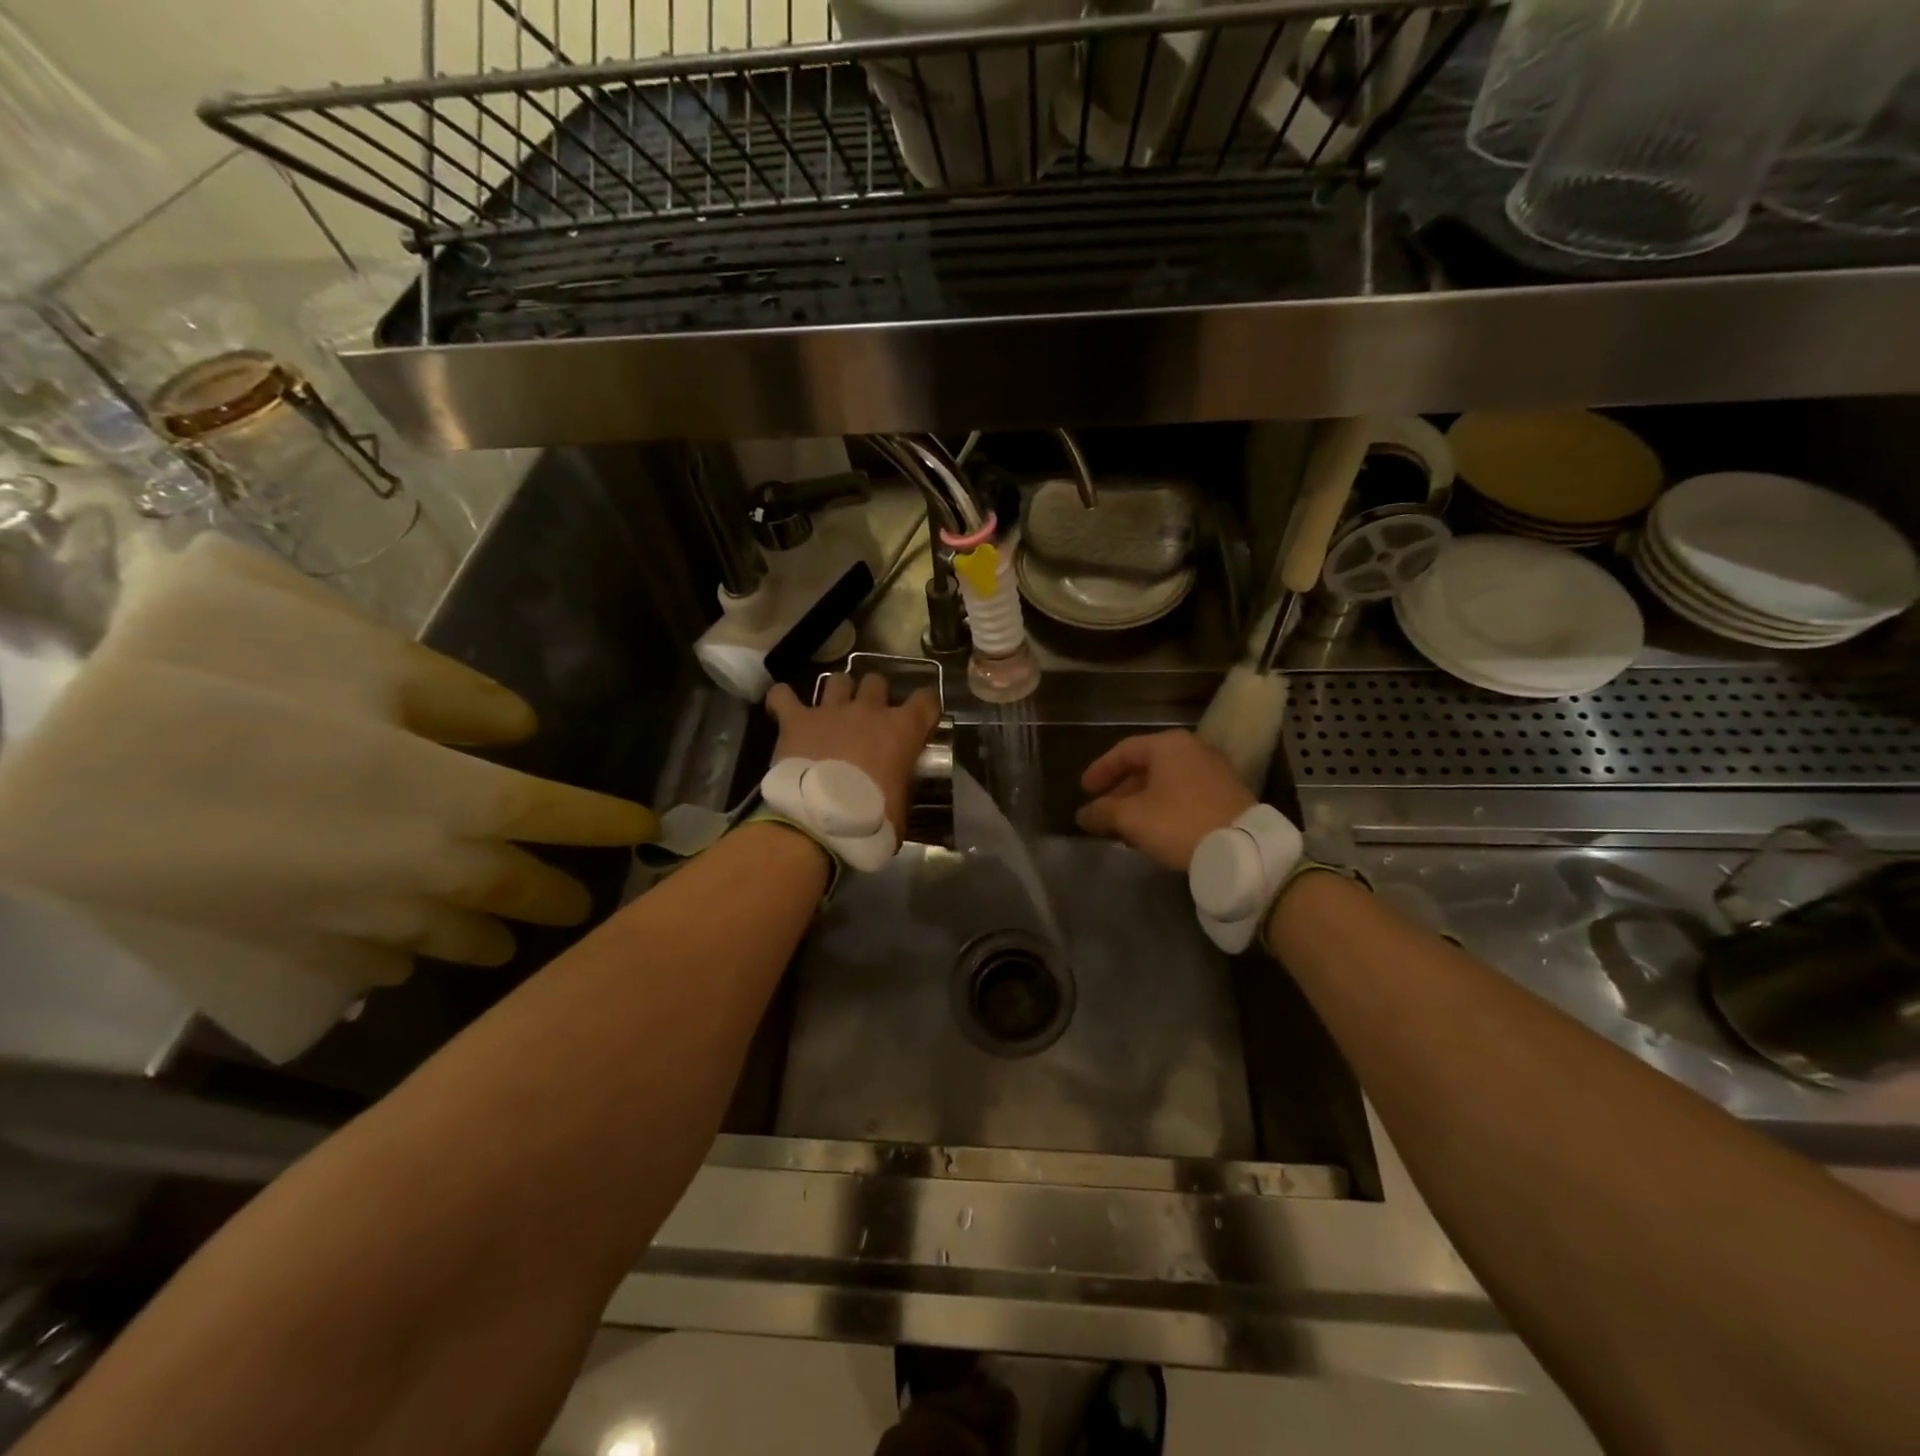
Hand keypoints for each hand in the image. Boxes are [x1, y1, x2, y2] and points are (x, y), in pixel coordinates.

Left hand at [764, 674, 941, 836]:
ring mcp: (831, 710)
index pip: (926, 700)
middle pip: (876, 682)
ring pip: (837, 680)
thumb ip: (902, 789)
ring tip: (832, 710)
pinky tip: (782, 707)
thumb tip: (896, 797)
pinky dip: (782, 699)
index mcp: (902, 730)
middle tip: (869, 717)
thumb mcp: (901, 809)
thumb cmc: (870, 819)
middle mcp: (868, 710)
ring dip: (837, 692)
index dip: (925, 707)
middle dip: (874, 695)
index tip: (919, 719)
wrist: (820, 820)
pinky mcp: (796, 719)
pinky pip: (783, 696)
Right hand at [1076, 729, 1256, 872]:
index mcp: (1168, 745)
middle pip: (1146, 765)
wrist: (1242, 849)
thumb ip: (1103, 812)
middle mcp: (1193, 749)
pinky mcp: (1228, 794)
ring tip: (1125, 826)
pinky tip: (1154, 830)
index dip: (1100, 770)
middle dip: (1121, 790)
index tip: (1084, 790)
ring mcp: (1214, 771)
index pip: (1124, 750)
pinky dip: (1164, 807)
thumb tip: (1083, 814)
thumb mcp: (1132, 818)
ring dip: (1141, 801)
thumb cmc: (1179, 823)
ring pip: (1166, 781)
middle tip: (1103, 811)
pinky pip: (1185, 793)